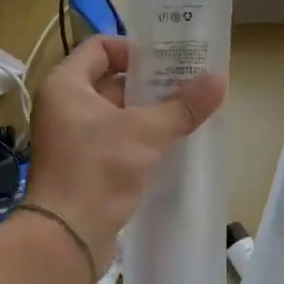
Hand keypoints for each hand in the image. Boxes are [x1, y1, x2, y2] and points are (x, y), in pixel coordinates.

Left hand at [24, 35, 225, 271]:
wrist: (67, 235)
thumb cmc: (98, 169)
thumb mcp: (145, 132)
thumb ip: (182, 106)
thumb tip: (219, 80)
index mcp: (66, 86)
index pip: (100, 48)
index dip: (134, 50)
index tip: (168, 63)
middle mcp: (64, 107)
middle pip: (111, 81)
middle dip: (150, 85)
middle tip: (189, 86)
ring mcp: (72, 139)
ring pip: (116, 114)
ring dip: (149, 114)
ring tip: (188, 114)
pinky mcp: (83, 167)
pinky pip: (115, 142)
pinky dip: (140, 140)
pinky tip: (171, 145)